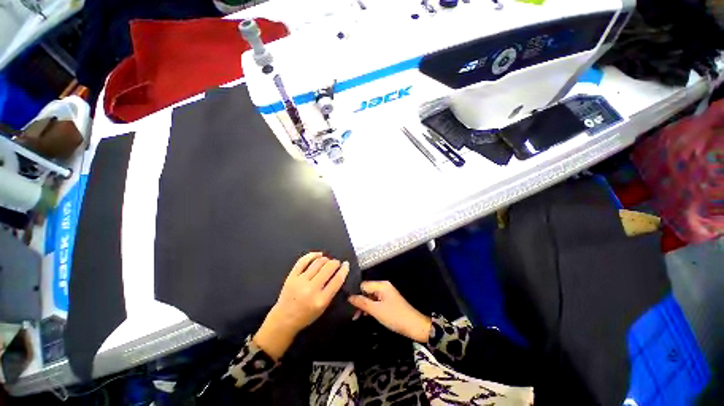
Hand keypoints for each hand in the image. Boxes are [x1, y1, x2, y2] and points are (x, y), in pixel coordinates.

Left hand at [253, 252, 349, 359]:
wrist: (284, 319)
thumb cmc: (306, 315)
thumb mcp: (323, 307)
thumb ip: (332, 291)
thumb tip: (339, 273)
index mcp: (321, 300)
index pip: (337, 280)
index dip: (344, 269)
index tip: (346, 264)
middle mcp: (311, 289)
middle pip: (328, 268)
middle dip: (335, 262)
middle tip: (336, 263)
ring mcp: (300, 281)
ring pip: (317, 262)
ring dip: (326, 259)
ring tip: (327, 261)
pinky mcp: (291, 276)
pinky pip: (303, 260)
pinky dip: (313, 255)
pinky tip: (318, 255)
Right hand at [348, 281, 431, 342]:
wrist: (414, 326)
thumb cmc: (394, 316)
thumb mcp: (376, 310)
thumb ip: (362, 303)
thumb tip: (349, 297)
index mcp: (381, 285)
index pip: (363, 285)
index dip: (356, 294)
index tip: (349, 305)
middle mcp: (383, 286)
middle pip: (366, 290)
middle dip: (360, 301)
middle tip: (353, 314)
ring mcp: (386, 293)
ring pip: (370, 297)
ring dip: (364, 306)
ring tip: (357, 317)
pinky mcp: (388, 301)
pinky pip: (376, 301)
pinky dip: (371, 308)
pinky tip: (366, 315)